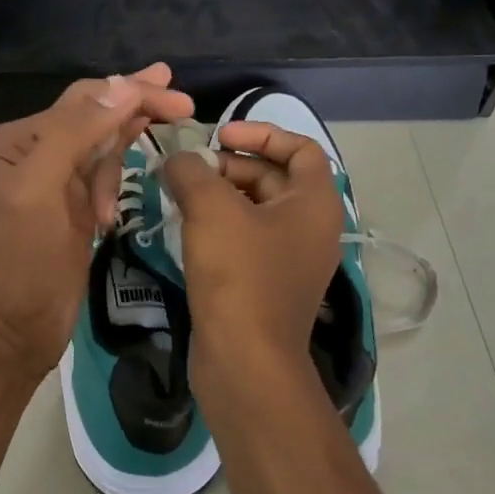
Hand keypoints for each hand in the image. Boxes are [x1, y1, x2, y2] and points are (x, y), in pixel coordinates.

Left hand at [0, 65, 194, 383]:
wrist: (12, 329)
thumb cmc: (22, 259)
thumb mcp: (42, 189)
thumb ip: (76, 133)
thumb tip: (123, 86)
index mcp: (18, 140)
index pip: (84, 100)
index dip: (131, 93)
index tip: (180, 98)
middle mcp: (33, 152)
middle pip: (94, 116)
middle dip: (136, 109)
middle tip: (183, 104)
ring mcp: (53, 181)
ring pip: (101, 146)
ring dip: (122, 155)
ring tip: (132, 177)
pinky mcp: (71, 208)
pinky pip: (102, 176)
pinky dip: (113, 183)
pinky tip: (110, 212)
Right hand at [160, 121, 342, 389]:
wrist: (245, 360)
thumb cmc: (238, 275)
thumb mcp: (211, 210)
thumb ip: (192, 172)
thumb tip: (179, 160)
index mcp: (315, 203)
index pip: (300, 148)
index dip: (261, 132)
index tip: (219, 137)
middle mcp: (311, 228)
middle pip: (273, 177)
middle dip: (230, 166)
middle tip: (189, 171)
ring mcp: (290, 259)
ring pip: (256, 209)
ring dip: (220, 195)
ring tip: (179, 194)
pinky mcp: (267, 284)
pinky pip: (246, 239)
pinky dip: (220, 225)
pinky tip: (185, 227)